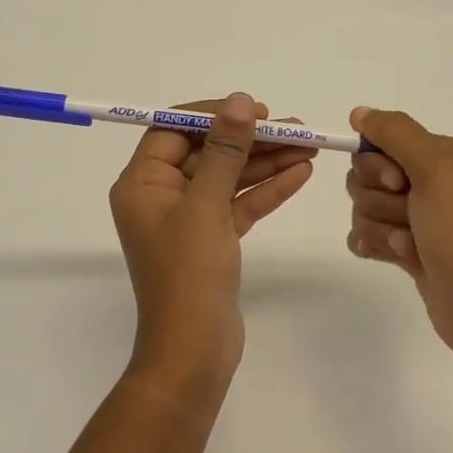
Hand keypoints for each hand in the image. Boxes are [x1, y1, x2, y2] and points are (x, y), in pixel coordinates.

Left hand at [110, 93, 316, 390]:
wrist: (194, 351)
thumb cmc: (188, 273)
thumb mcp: (206, 204)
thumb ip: (224, 150)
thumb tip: (238, 101)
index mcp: (142, 183)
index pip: (173, 130)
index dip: (213, 115)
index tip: (254, 109)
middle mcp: (161, 196)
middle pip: (207, 152)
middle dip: (251, 139)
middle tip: (295, 127)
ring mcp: (188, 219)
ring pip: (228, 178)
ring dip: (266, 162)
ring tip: (310, 144)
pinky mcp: (212, 240)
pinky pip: (239, 204)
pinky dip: (267, 190)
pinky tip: (301, 173)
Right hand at [345, 107, 452, 366]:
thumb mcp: (437, 169)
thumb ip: (395, 133)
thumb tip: (359, 113)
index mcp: (443, 155)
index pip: (380, 141)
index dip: (378, 165)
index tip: (400, 184)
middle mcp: (431, 181)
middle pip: (365, 176)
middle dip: (377, 200)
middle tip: (411, 218)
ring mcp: (419, 218)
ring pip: (363, 207)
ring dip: (381, 229)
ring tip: (412, 248)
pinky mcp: (408, 250)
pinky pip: (366, 235)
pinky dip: (375, 246)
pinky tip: (397, 260)